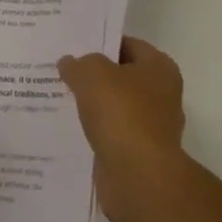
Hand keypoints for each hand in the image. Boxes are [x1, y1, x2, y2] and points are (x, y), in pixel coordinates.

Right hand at [57, 36, 188, 221]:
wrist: (138, 179)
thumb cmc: (122, 114)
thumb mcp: (93, 73)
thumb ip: (79, 64)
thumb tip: (69, 63)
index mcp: (160, 68)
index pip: (127, 45)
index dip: (101, 42)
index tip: (74, 44)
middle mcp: (162, 96)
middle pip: (121, 77)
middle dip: (95, 76)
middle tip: (63, 70)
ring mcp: (151, 129)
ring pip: (115, 108)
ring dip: (93, 106)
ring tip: (59, 97)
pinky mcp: (138, 156)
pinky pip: (111, 135)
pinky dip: (94, 132)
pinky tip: (69, 128)